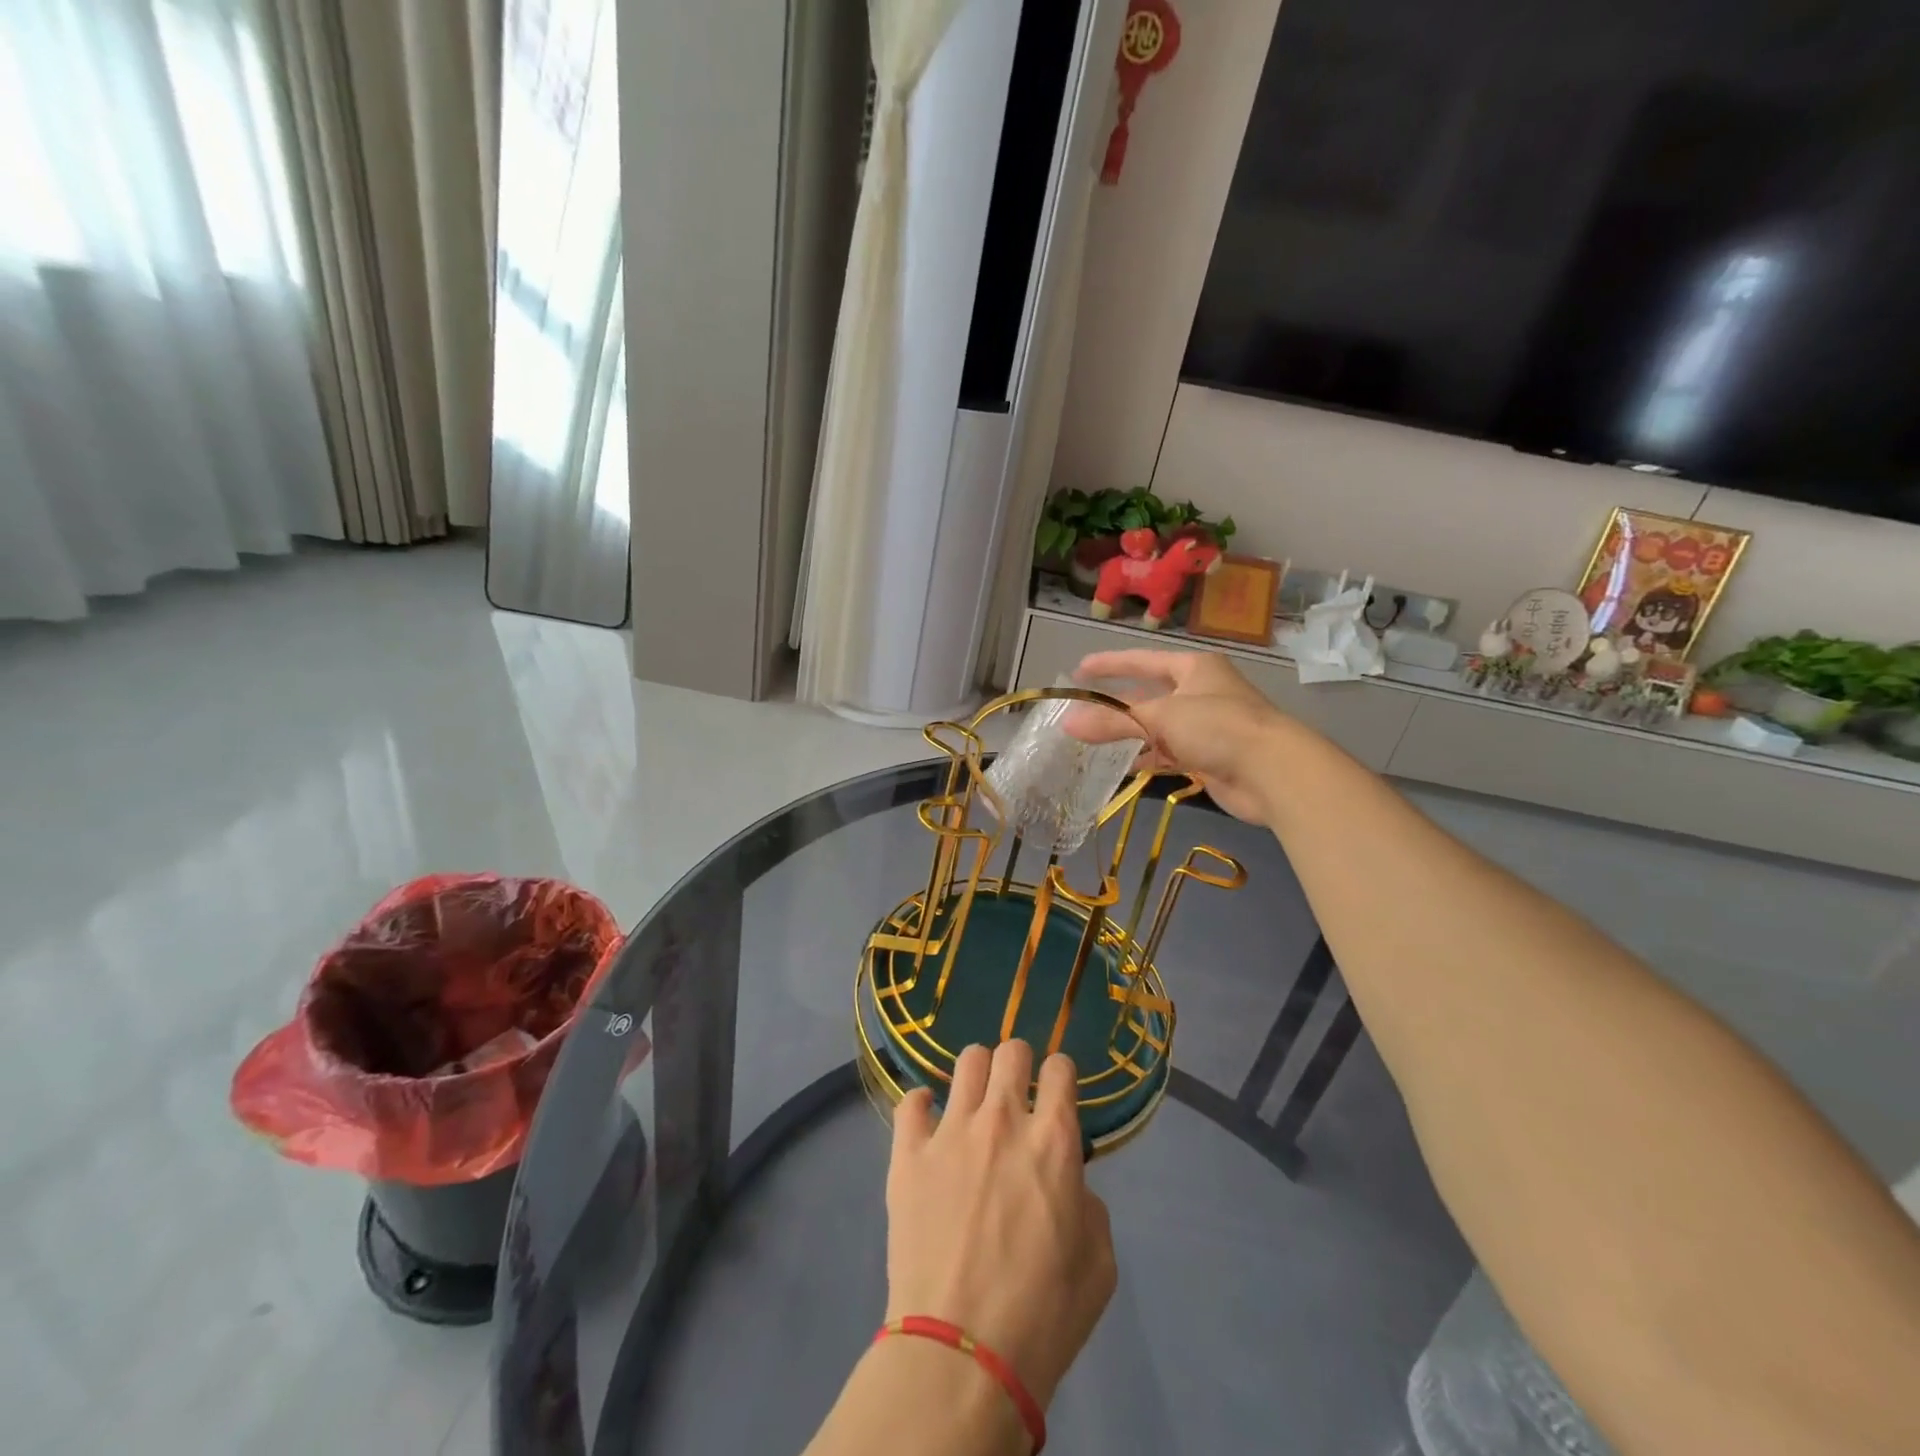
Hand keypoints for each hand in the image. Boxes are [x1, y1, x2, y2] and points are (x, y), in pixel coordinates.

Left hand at [885, 1041, 1116, 1410]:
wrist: (962, 1353)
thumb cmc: (1043, 1316)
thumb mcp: (1099, 1263)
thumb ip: (1087, 1204)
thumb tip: (1066, 1182)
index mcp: (1053, 1142)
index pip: (1059, 1069)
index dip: (1060, 1075)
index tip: (1056, 1092)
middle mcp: (1002, 1121)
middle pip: (1011, 1051)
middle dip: (1018, 1064)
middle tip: (1015, 1094)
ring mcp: (951, 1132)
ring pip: (966, 1062)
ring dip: (976, 1076)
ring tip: (974, 1103)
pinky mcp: (908, 1154)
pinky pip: (910, 1102)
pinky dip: (921, 1106)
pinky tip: (927, 1124)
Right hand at [1064, 649, 1289, 824]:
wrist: (1272, 772)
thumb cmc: (1218, 727)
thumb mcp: (1160, 718)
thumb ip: (1113, 722)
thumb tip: (1068, 724)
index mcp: (1194, 668)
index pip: (1142, 661)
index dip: (1110, 664)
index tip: (1079, 671)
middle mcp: (1201, 692)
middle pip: (1149, 695)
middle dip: (1117, 706)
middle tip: (1081, 712)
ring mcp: (1206, 726)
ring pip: (1158, 727)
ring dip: (1130, 734)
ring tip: (1093, 742)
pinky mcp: (1209, 757)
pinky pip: (1169, 754)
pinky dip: (1147, 758)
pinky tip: (1124, 766)